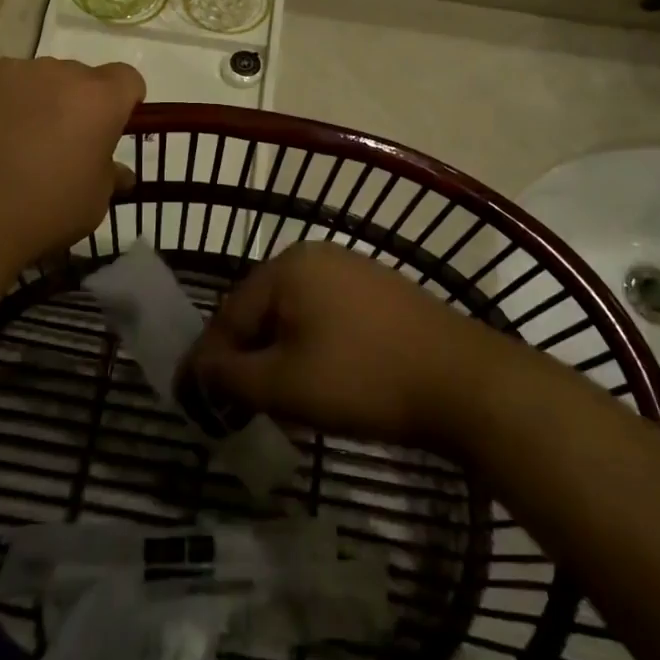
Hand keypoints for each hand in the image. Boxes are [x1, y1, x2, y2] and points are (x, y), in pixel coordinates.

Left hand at [0, 58, 144, 272]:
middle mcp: (55, 72)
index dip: (124, 101)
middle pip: (77, 78)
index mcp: (96, 98)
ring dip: (33, 103)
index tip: (111, 128)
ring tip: (13, 145)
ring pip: (32, 80)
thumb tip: (119, 172)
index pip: (127, 79)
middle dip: (75, 104)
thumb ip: (109, 177)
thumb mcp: (91, 205)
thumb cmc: (40, 212)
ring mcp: (6, 73)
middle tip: (60, 144)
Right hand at [184, 241, 513, 450]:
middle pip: (262, 311)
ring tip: (275, 399)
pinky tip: (320, 380)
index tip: (196, 400)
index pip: (230, 314)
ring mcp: (351, 269)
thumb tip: (198, 370)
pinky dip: (311, 347)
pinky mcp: (378, 291)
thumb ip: (231, 376)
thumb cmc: (362, 378)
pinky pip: (326, 317)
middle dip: (246, 357)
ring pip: (294, 316)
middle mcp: (315, 255)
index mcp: (286, 266)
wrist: (463, 382)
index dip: (210, 360)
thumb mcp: (285, 384)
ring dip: (278, 355)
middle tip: (236, 404)